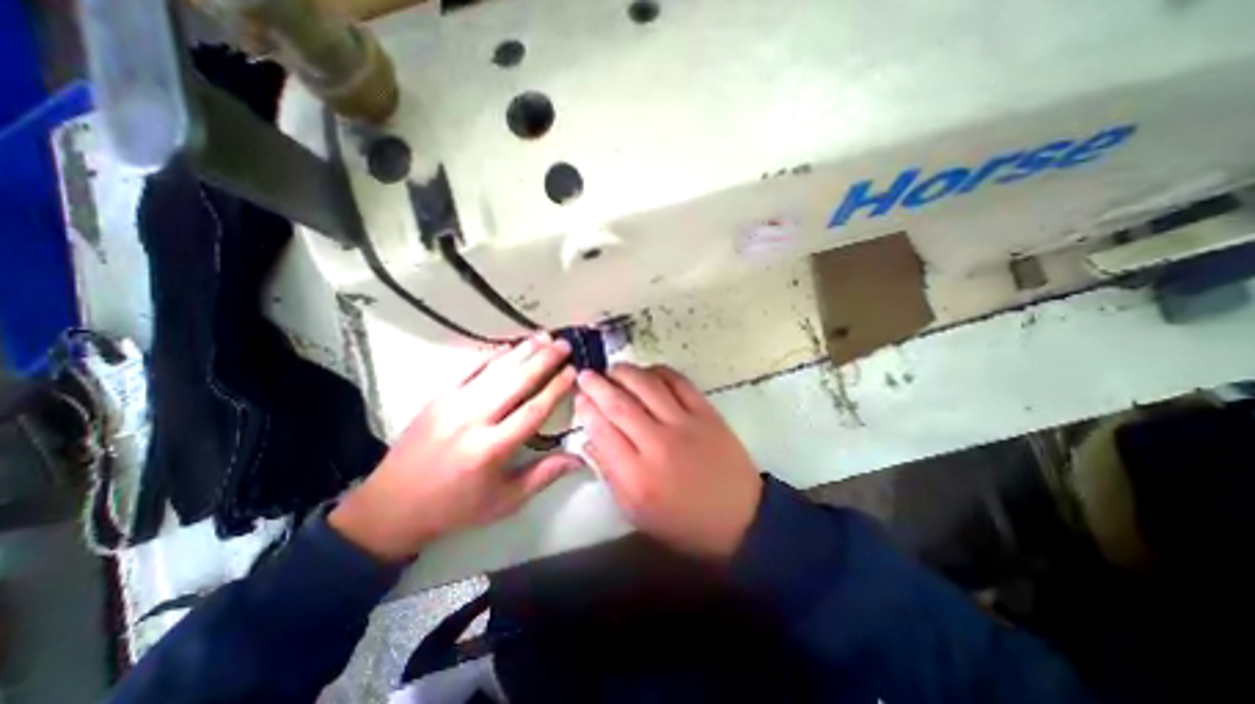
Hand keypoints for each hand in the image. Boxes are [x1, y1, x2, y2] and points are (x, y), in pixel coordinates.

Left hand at [325, 333, 575, 559]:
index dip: (556, 388)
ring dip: (522, 351)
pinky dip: (491, 355)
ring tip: (544, 336)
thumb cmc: (457, 507)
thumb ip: (545, 475)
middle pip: (516, 382)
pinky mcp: (436, 396)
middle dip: (544, 360)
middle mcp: (472, 420)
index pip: (533, 410)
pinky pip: (468, 367)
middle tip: (564, 344)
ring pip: (495, 370)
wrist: (392, 506)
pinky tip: (509, 346)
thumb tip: (580, 456)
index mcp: (491, 449)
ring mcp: (451, 404)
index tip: (573, 371)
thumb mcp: (506, 500)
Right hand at [573, 364, 760, 561]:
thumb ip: (609, 474)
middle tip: (586, 374)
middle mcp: (658, 444)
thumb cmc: (682, 521)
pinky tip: (647, 372)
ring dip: (625, 372)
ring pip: (647, 385)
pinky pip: (678, 381)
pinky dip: (659, 371)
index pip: (602, 430)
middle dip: (597, 384)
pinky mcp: (706, 412)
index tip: (579, 397)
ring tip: (613, 369)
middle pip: (620, 403)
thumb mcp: (635, 511)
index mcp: (637, 476)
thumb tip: (589, 439)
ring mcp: (685, 424)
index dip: (586, 409)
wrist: (739, 518)